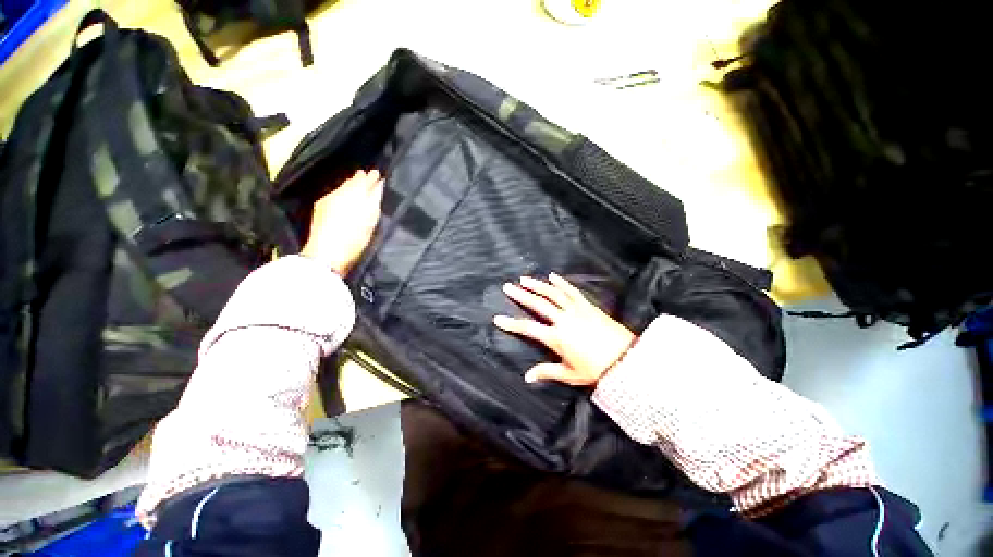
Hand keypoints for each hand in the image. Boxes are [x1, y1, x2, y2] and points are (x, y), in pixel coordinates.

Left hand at [302, 169, 384, 275]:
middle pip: (351, 183)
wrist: (326, 255)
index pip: (363, 181)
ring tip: (358, 183)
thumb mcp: (369, 219)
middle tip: (369, 175)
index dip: (371, 178)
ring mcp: (327, 201)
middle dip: (360, 179)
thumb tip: (378, 183)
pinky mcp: (320, 210)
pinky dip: (342, 192)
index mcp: (352, 194)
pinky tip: (345, 196)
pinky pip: (334, 194)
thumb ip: (374, 199)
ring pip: (342, 188)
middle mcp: (338, 194)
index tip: (378, 173)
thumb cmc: (353, 239)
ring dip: (351, 185)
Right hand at [494, 273, 635, 385]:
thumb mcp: (569, 374)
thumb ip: (546, 372)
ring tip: (524, 279)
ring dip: (537, 285)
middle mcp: (563, 320)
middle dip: (521, 295)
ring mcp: (576, 310)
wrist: (625, 359)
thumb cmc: (595, 369)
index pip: (528, 328)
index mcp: (557, 338)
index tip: (498, 318)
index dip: (511, 323)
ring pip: (552, 294)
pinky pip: (571, 291)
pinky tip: (552, 276)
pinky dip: (561, 283)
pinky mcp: (587, 305)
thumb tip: (527, 377)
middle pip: (538, 304)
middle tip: (508, 287)